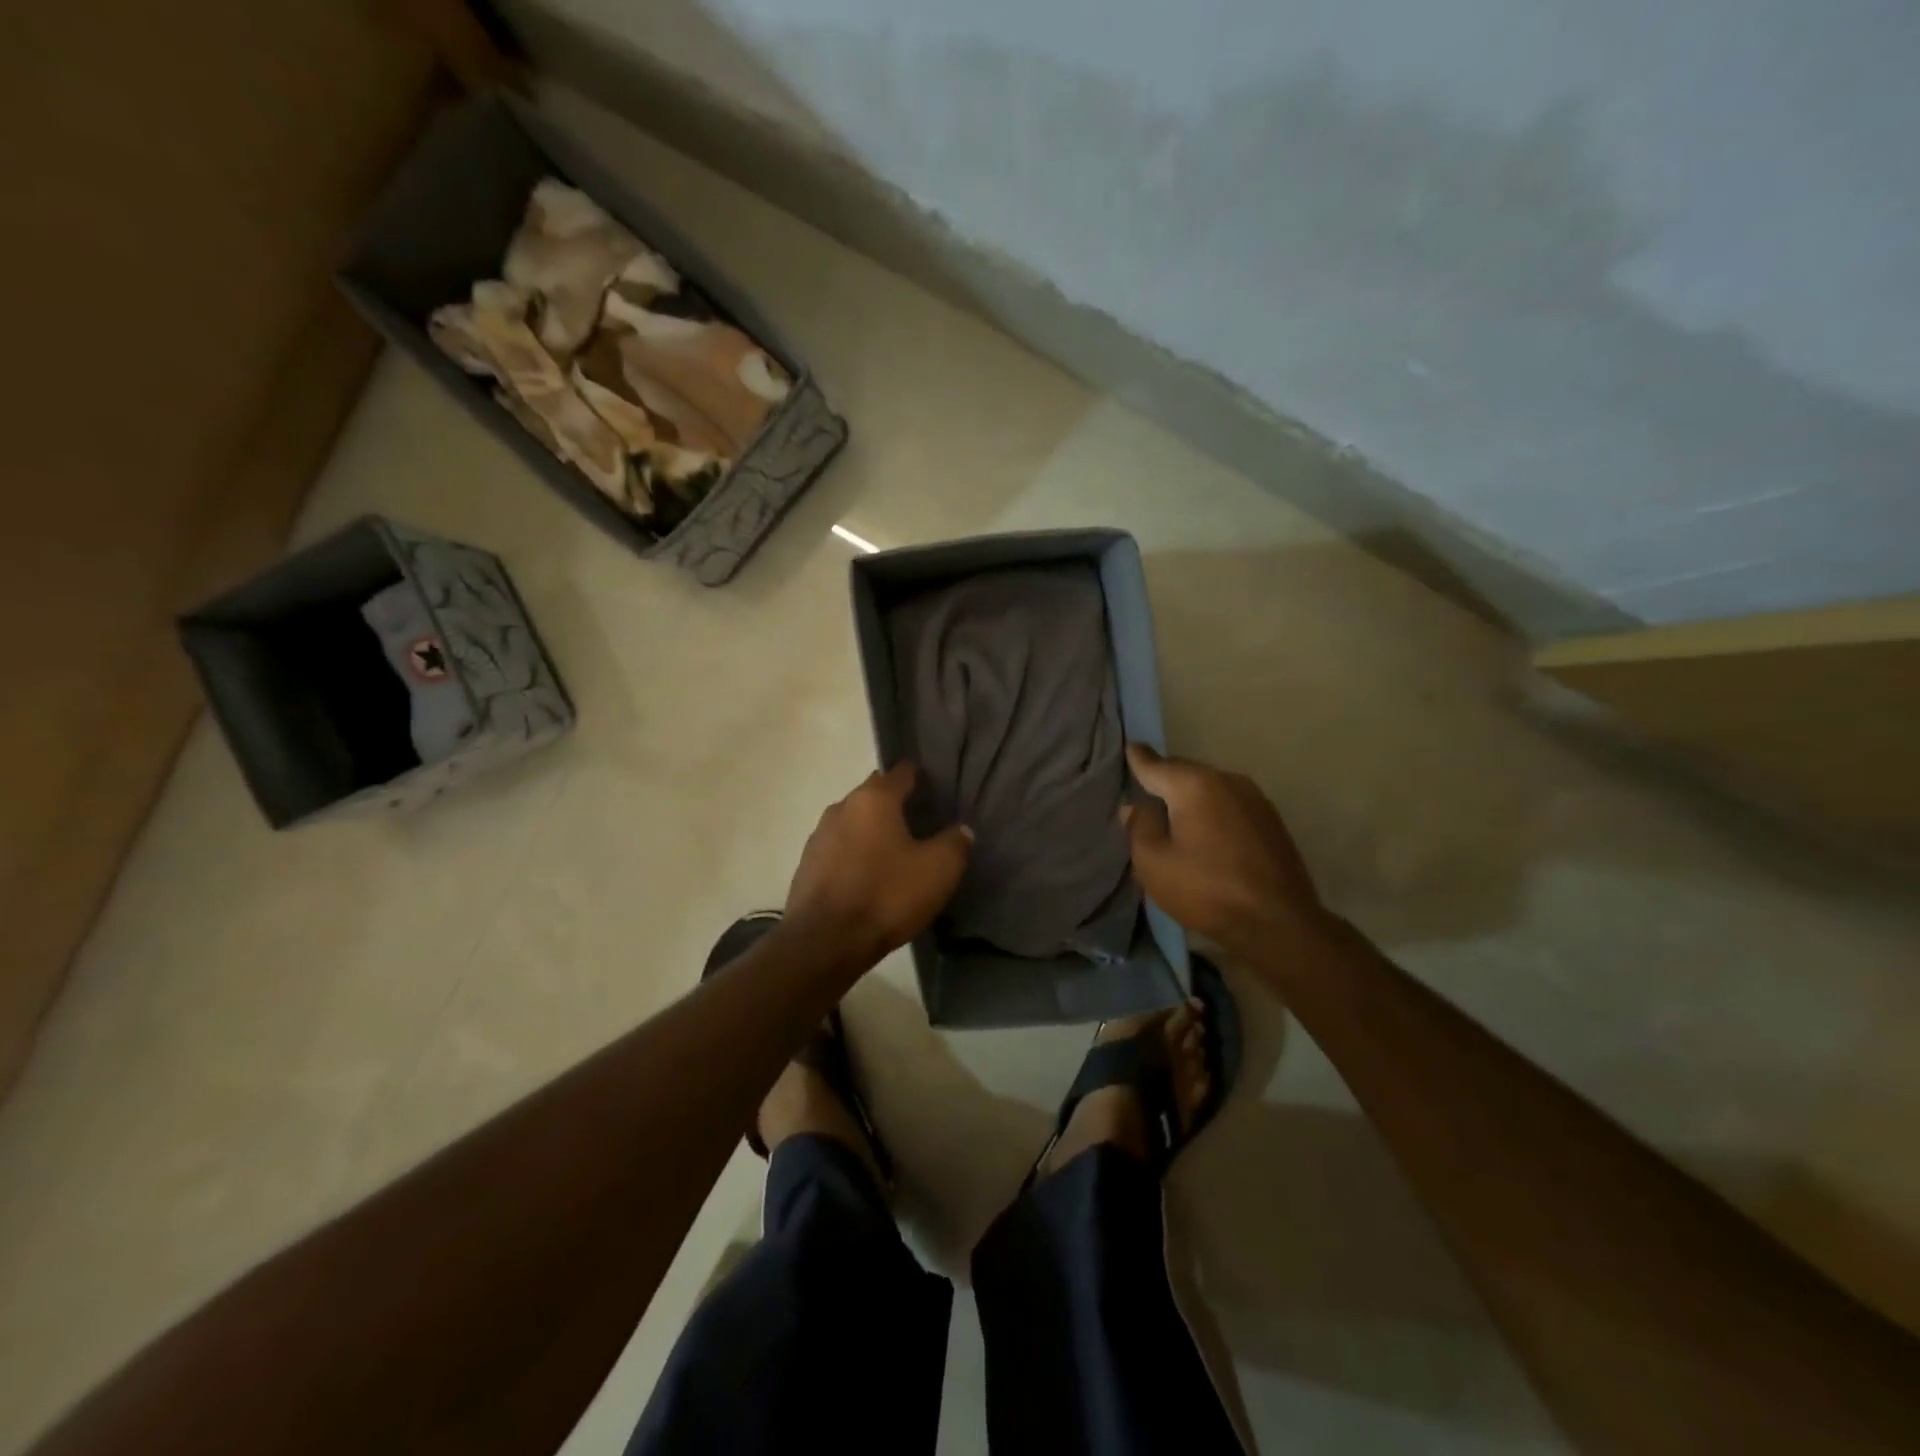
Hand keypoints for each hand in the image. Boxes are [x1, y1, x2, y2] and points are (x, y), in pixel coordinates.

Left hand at [783, 762, 972, 966]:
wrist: (824, 942)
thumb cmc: (886, 896)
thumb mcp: (938, 870)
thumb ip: (955, 843)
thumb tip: (961, 830)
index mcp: (874, 798)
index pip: (902, 771)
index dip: (920, 777)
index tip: (936, 790)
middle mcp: (842, 806)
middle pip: (874, 793)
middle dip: (895, 803)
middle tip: (920, 823)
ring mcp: (819, 835)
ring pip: (854, 820)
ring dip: (872, 829)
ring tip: (894, 851)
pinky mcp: (807, 864)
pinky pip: (838, 847)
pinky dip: (854, 853)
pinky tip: (867, 874)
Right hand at [1122, 743, 1324, 950]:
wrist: (1278, 923)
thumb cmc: (1206, 890)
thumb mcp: (1153, 861)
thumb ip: (1140, 826)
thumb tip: (1137, 805)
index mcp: (1194, 785)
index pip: (1155, 764)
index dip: (1138, 758)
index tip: (1129, 747)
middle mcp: (1227, 780)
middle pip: (1185, 773)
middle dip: (1164, 780)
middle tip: (1144, 793)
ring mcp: (1255, 799)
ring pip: (1210, 789)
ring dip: (1190, 799)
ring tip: (1174, 816)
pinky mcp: (1271, 821)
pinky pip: (1229, 805)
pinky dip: (1213, 812)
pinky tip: (1206, 833)